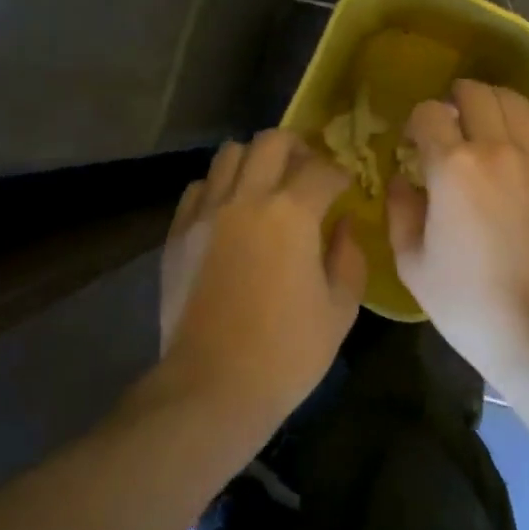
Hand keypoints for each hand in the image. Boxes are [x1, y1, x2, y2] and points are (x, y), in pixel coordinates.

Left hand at [156, 131, 365, 433]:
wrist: (210, 389)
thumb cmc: (286, 354)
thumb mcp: (340, 310)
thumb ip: (349, 256)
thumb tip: (344, 223)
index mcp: (292, 213)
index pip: (322, 169)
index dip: (340, 175)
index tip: (346, 189)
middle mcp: (247, 198)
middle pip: (272, 140)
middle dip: (297, 148)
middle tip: (307, 172)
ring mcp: (207, 212)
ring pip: (229, 154)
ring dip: (255, 160)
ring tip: (266, 186)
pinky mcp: (178, 232)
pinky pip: (199, 187)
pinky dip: (219, 187)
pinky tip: (229, 212)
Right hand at [388, 80, 528, 387]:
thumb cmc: (469, 304)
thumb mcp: (412, 264)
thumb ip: (399, 210)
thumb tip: (402, 178)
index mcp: (452, 167)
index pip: (429, 112)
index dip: (417, 121)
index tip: (416, 142)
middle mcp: (497, 148)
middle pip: (474, 92)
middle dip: (455, 100)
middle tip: (451, 125)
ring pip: (514, 99)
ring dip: (493, 102)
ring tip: (487, 122)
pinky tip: (525, 129)